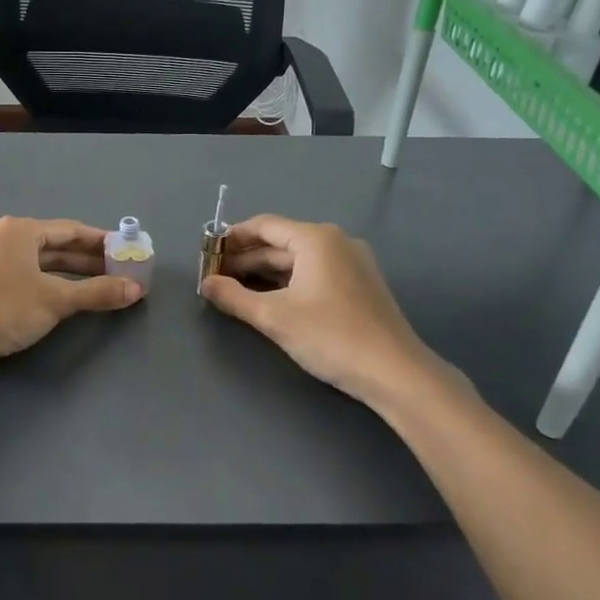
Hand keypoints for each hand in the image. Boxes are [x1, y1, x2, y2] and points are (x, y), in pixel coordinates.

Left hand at [0, 216, 142, 371]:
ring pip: (29, 261)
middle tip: (111, 271)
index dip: (99, 241)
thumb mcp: (56, 300)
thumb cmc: (4, 307)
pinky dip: (35, 282)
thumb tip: (135, 289)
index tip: (122, 250)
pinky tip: (45, 297)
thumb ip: (97, 292)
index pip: (69, 230)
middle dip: (82, 259)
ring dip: (59, 272)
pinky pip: (11, 274)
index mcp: (19, 230)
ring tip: (86, 286)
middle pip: (49, 245)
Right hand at [199, 215, 471, 409]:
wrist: (394, 372)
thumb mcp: (274, 317)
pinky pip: (314, 274)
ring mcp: (351, 263)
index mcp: (316, 239)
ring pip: (297, 261)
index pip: (264, 226)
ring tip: (233, 290)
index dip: (232, 238)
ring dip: (264, 273)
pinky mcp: (358, 285)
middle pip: (280, 243)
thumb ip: (234, 297)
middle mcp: (335, 242)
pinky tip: (268, 300)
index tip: (207, 254)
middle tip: (214, 278)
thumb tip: (205, 284)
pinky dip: (287, 282)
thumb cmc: (331, 337)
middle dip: (245, 259)